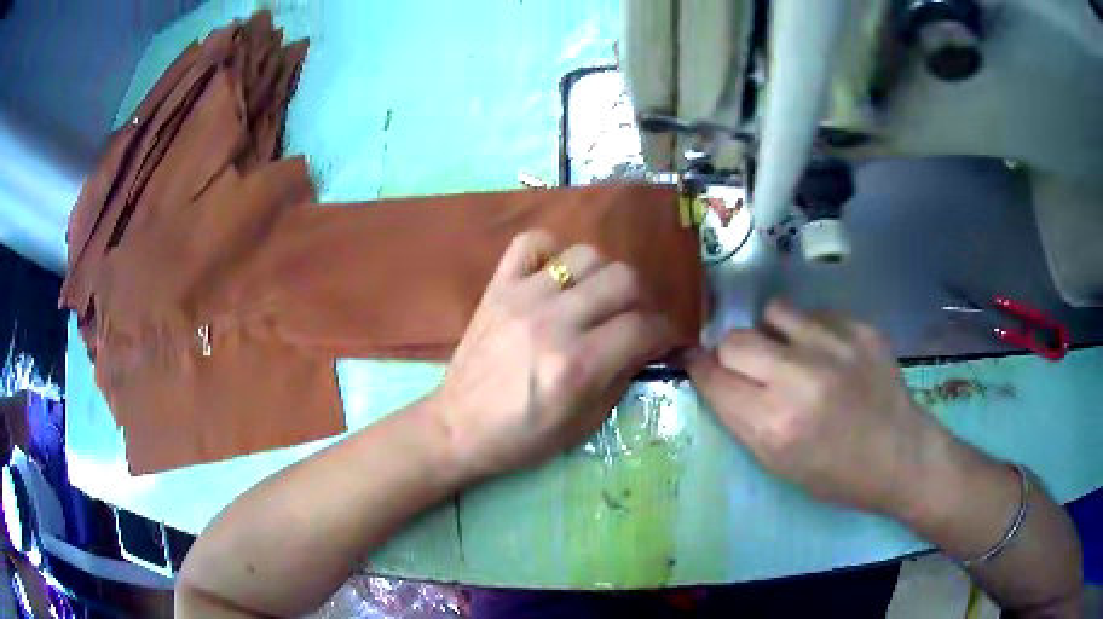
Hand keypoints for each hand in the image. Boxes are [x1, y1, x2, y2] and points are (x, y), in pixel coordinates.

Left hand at [431, 231, 677, 479]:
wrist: (457, 427)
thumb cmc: (522, 437)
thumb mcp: (584, 424)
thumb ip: (621, 377)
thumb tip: (647, 344)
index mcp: (577, 366)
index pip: (643, 328)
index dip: (665, 333)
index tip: (663, 340)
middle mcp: (553, 323)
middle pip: (623, 279)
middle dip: (640, 301)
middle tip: (632, 320)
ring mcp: (522, 298)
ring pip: (586, 255)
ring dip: (602, 276)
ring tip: (595, 299)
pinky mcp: (497, 287)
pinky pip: (531, 243)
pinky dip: (551, 252)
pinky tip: (555, 277)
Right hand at [688, 301, 940, 515]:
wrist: (901, 455)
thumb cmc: (836, 475)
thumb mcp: (778, 464)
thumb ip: (742, 418)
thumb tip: (715, 375)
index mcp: (773, 424)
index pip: (712, 377)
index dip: (699, 369)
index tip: (698, 365)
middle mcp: (799, 378)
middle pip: (735, 339)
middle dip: (732, 354)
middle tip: (750, 369)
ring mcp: (834, 346)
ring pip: (772, 312)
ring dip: (771, 334)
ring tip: (790, 354)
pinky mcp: (859, 327)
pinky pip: (814, 313)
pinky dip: (810, 331)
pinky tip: (828, 355)